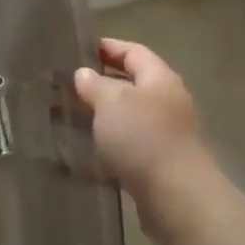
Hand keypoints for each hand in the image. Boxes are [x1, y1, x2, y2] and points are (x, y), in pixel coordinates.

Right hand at [74, 38, 223, 244]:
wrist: (176, 197)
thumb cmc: (143, 138)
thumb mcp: (111, 103)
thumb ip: (95, 85)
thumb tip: (85, 74)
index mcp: (160, 79)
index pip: (134, 52)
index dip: (109, 47)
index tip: (82, 48)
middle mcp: (167, 103)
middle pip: (132, 85)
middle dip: (101, 84)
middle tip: (68, 85)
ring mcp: (165, 135)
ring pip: (128, 118)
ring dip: (101, 117)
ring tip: (69, 118)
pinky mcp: (158, 164)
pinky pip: (128, 147)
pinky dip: (107, 146)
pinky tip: (84, 153)